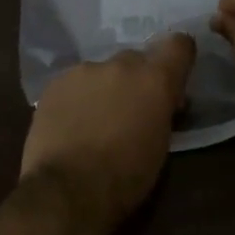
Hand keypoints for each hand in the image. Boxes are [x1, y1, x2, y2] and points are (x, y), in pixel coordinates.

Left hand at [20, 34, 195, 224]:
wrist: (67, 190)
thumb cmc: (125, 177)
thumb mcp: (160, 145)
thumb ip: (163, 111)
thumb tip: (166, 101)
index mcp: (154, 80)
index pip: (178, 44)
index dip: (178, 57)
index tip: (173, 76)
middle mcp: (121, 64)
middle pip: (136, 59)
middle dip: (137, 80)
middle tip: (131, 109)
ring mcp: (85, 70)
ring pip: (103, 71)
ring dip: (105, 88)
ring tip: (95, 120)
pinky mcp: (56, 82)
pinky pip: (75, 82)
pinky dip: (78, 97)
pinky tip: (71, 123)